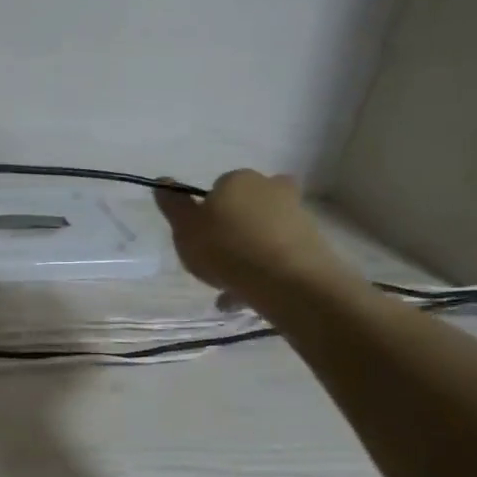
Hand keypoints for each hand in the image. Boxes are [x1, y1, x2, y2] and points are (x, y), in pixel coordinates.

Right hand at [156, 169, 360, 307]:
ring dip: (247, 254)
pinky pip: (278, 255)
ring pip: (262, 233)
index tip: (199, 238)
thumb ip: (173, 205)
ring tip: (228, 288)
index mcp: (238, 180)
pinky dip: (264, 271)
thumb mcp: (185, 228)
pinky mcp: (312, 243)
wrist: (288, 281)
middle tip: (215, 259)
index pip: (217, 189)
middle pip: (245, 208)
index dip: (206, 213)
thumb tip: (163, 182)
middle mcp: (271, 189)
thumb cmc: (225, 248)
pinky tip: (246, 297)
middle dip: (232, 230)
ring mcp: (296, 215)